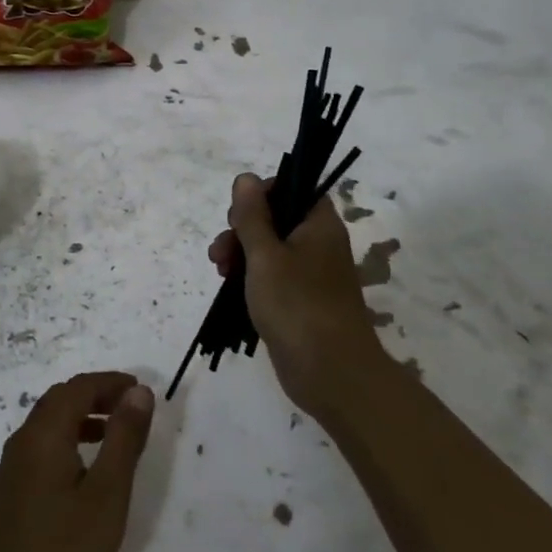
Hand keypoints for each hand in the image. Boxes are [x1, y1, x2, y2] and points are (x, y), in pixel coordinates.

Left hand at [0, 371, 154, 551]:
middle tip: (129, 407)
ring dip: (79, 419)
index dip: (109, 383)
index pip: (77, 389)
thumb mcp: (107, 494)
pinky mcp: (6, 496)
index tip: (140, 389)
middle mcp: (21, 443)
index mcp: (43, 435)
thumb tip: (138, 392)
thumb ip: (123, 438)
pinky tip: (82, 472)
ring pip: (46, 426)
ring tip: (113, 435)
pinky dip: (65, 441)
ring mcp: (9, 470)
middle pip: (58, 401)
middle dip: (95, 396)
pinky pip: (38, 449)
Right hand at [208, 172, 386, 415]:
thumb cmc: (297, 304)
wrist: (331, 373)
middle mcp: (318, 244)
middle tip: (223, 249)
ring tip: (219, 270)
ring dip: (240, 253)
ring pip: (269, 249)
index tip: (239, 213)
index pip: (293, 189)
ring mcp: (310, 274)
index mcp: (318, 225)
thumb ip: (252, 215)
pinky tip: (230, 286)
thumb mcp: (265, 254)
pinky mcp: (300, 301)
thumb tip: (245, 178)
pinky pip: (272, 276)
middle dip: (242, 228)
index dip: (262, 194)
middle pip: (276, 218)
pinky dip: (250, 276)